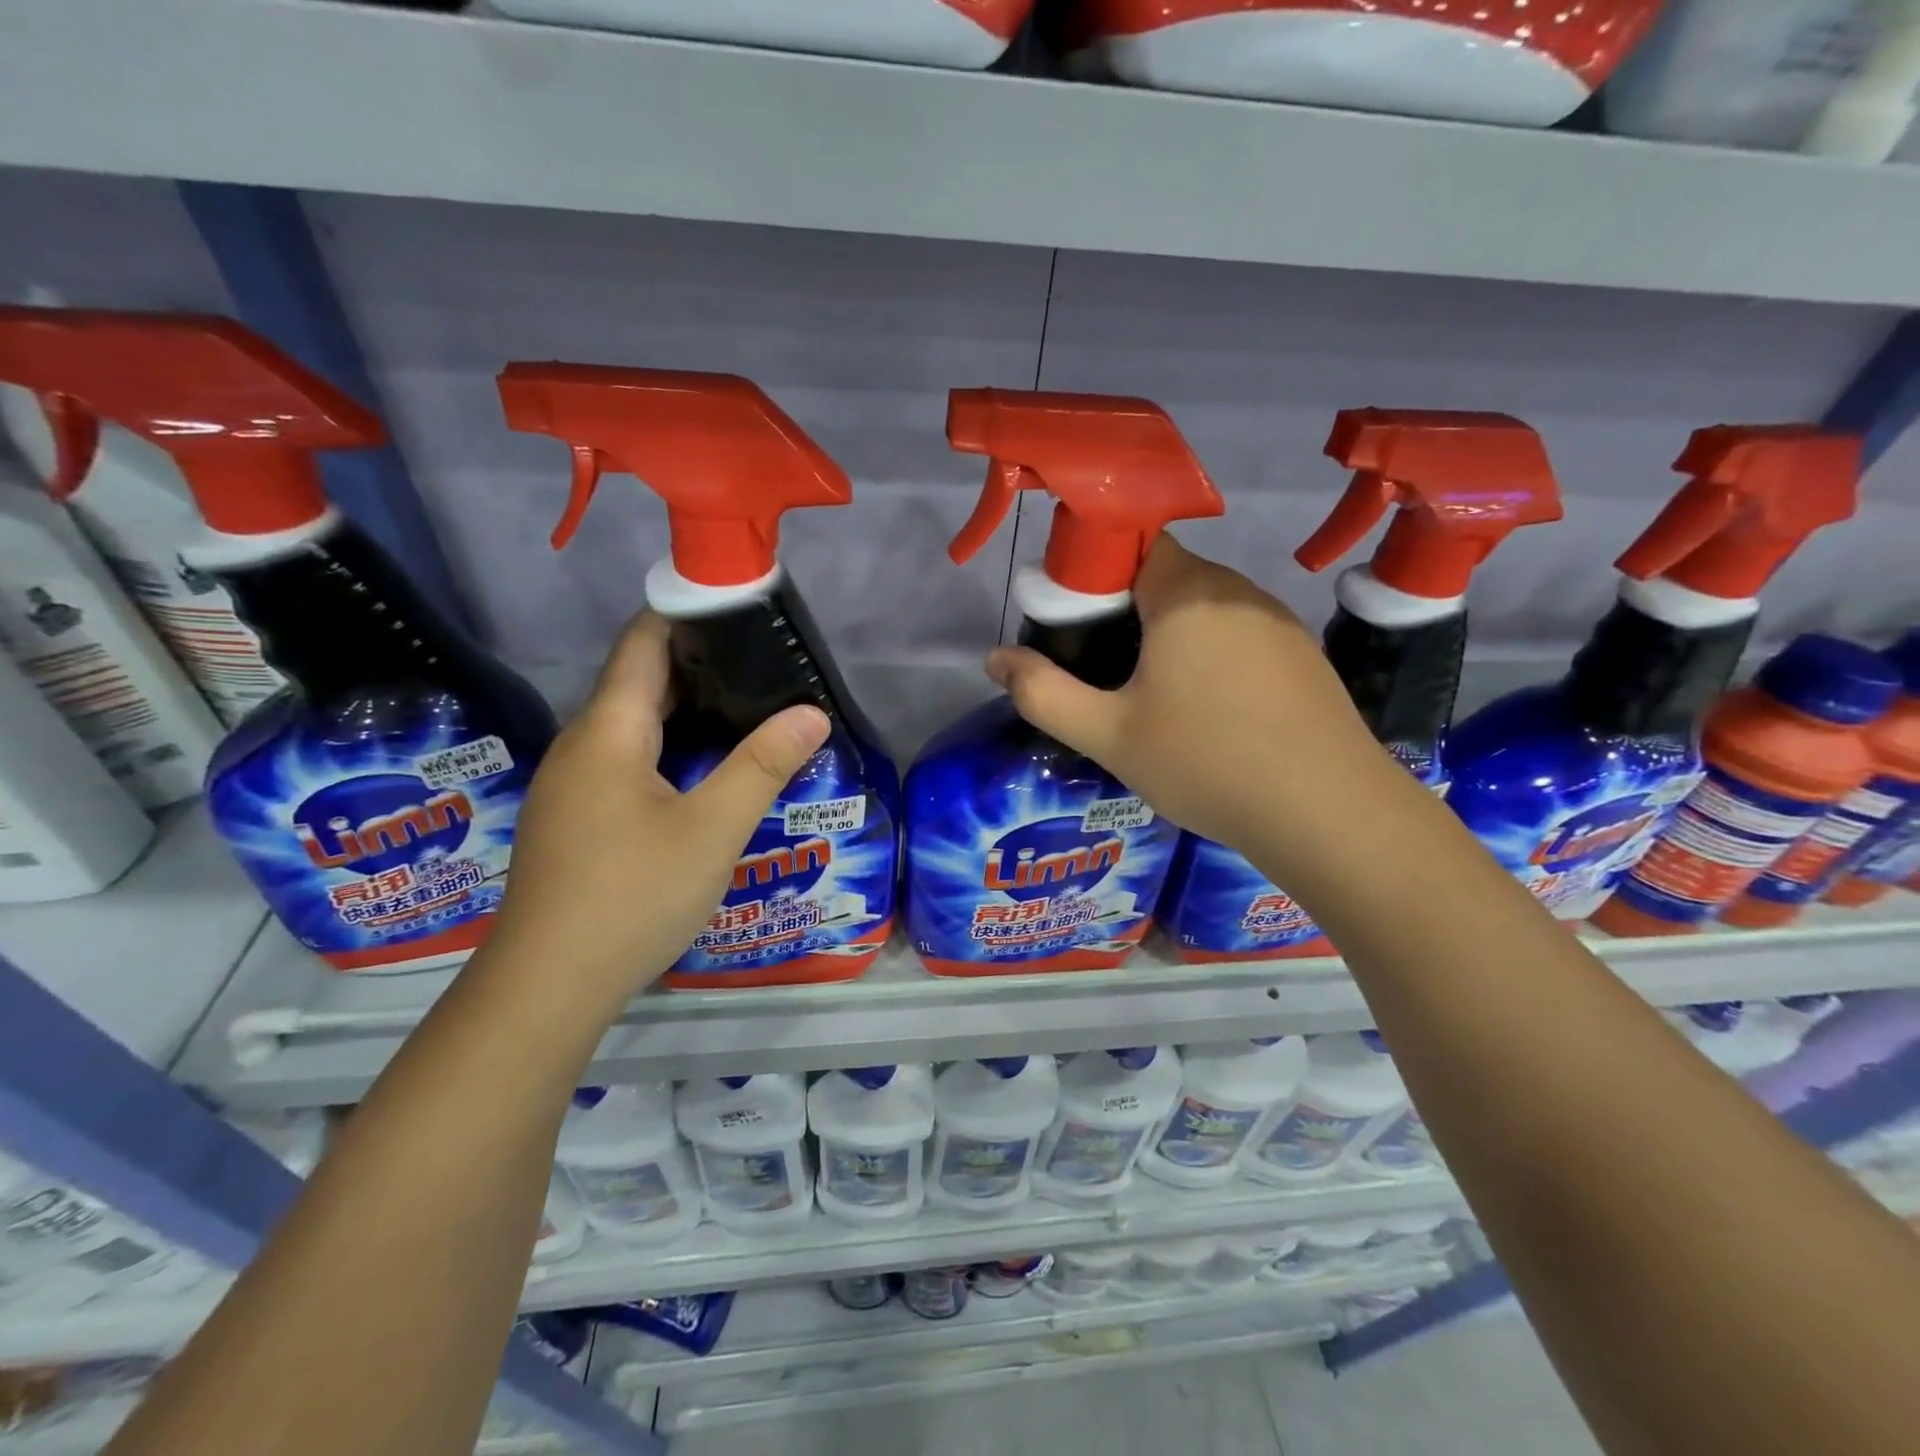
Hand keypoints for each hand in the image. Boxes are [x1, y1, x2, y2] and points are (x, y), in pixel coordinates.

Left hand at [490, 611, 829, 1008]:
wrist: (548, 985)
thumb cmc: (632, 894)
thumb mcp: (712, 829)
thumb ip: (763, 766)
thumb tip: (812, 714)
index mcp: (608, 731)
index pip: (643, 643)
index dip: (684, 613)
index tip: (737, 606)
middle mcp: (581, 746)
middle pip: (637, 681)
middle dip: (696, 662)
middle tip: (761, 659)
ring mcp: (571, 785)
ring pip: (630, 724)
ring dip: (682, 707)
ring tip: (743, 704)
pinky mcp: (574, 818)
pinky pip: (623, 758)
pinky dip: (665, 744)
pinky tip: (700, 767)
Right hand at [986, 535, 1394, 881]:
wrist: (1327, 813)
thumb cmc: (1206, 763)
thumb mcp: (1108, 735)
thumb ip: (1042, 694)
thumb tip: (995, 658)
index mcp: (1187, 594)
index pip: (1134, 542)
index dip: (1097, 571)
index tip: (1077, 621)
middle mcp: (1237, 591)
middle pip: (1169, 575)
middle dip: (1129, 609)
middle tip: (1103, 668)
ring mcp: (1278, 621)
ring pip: (1206, 607)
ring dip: (1172, 634)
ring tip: (1153, 695)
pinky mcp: (1303, 654)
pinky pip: (1241, 634)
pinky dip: (1212, 654)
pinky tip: (1210, 711)